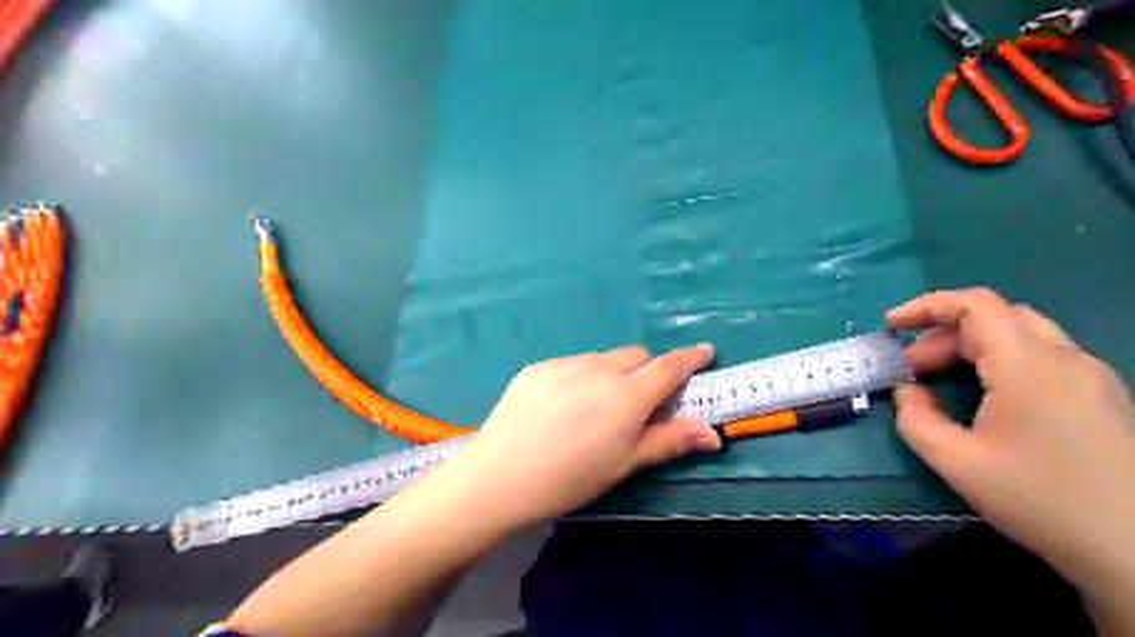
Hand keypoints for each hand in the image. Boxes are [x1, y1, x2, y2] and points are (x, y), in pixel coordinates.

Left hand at [441, 347, 716, 529]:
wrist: (500, 475)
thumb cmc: (570, 477)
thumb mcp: (624, 463)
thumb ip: (669, 441)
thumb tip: (713, 433)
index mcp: (627, 395)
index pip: (669, 367)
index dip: (690, 358)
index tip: (705, 351)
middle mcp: (599, 369)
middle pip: (636, 356)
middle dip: (647, 371)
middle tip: (638, 401)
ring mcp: (565, 364)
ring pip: (603, 358)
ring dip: (612, 373)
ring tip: (594, 408)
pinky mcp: (538, 366)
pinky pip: (572, 363)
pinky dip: (581, 376)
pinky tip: (562, 406)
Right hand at [885, 290, 1133, 601]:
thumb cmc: (1040, 500)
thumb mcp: (956, 462)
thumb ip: (915, 418)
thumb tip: (908, 391)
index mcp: (1029, 366)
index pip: (976, 305)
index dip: (927, 306)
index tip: (891, 325)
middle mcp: (1066, 359)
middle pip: (996, 317)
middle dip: (943, 334)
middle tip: (912, 369)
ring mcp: (1091, 376)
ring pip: (1020, 335)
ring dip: (970, 346)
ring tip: (941, 380)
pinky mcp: (1101, 396)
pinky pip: (1041, 356)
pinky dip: (999, 360)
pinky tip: (985, 395)